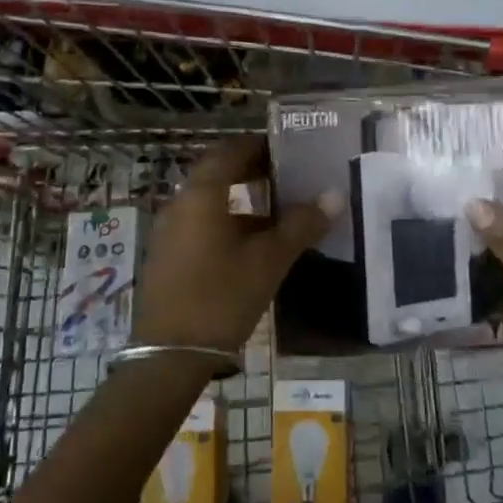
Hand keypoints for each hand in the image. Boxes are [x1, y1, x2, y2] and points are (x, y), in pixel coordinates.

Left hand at [133, 137, 340, 355]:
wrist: (169, 356)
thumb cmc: (222, 297)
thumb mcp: (269, 261)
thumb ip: (301, 225)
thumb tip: (335, 195)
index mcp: (202, 194)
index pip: (231, 151)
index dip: (259, 146)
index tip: (288, 150)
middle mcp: (181, 203)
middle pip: (218, 172)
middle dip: (251, 169)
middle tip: (286, 175)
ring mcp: (170, 230)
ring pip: (209, 199)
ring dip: (241, 198)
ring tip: (276, 210)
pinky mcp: (168, 255)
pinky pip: (200, 222)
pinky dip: (227, 220)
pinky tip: (252, 245)